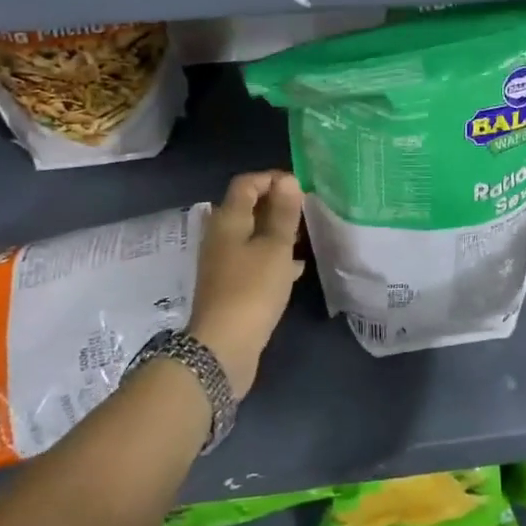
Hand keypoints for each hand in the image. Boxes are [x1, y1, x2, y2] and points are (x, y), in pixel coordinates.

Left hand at [188, 171, 305, 399]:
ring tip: (305, 236)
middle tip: (306, 211)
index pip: (246, 184)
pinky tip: (295, 269)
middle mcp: (220, 236)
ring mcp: (223, 262)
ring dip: (276, 232)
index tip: (300, 187)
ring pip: (252, 236)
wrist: (223, 347)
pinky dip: (272, 258)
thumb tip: (288, 180)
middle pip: (247, 208)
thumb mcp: (276, 247)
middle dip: (277, 205)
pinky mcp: (230, 286)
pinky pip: (253, 260)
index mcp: (228, 220)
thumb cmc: (252, 289)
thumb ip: (284, 213)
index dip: (272, 178)